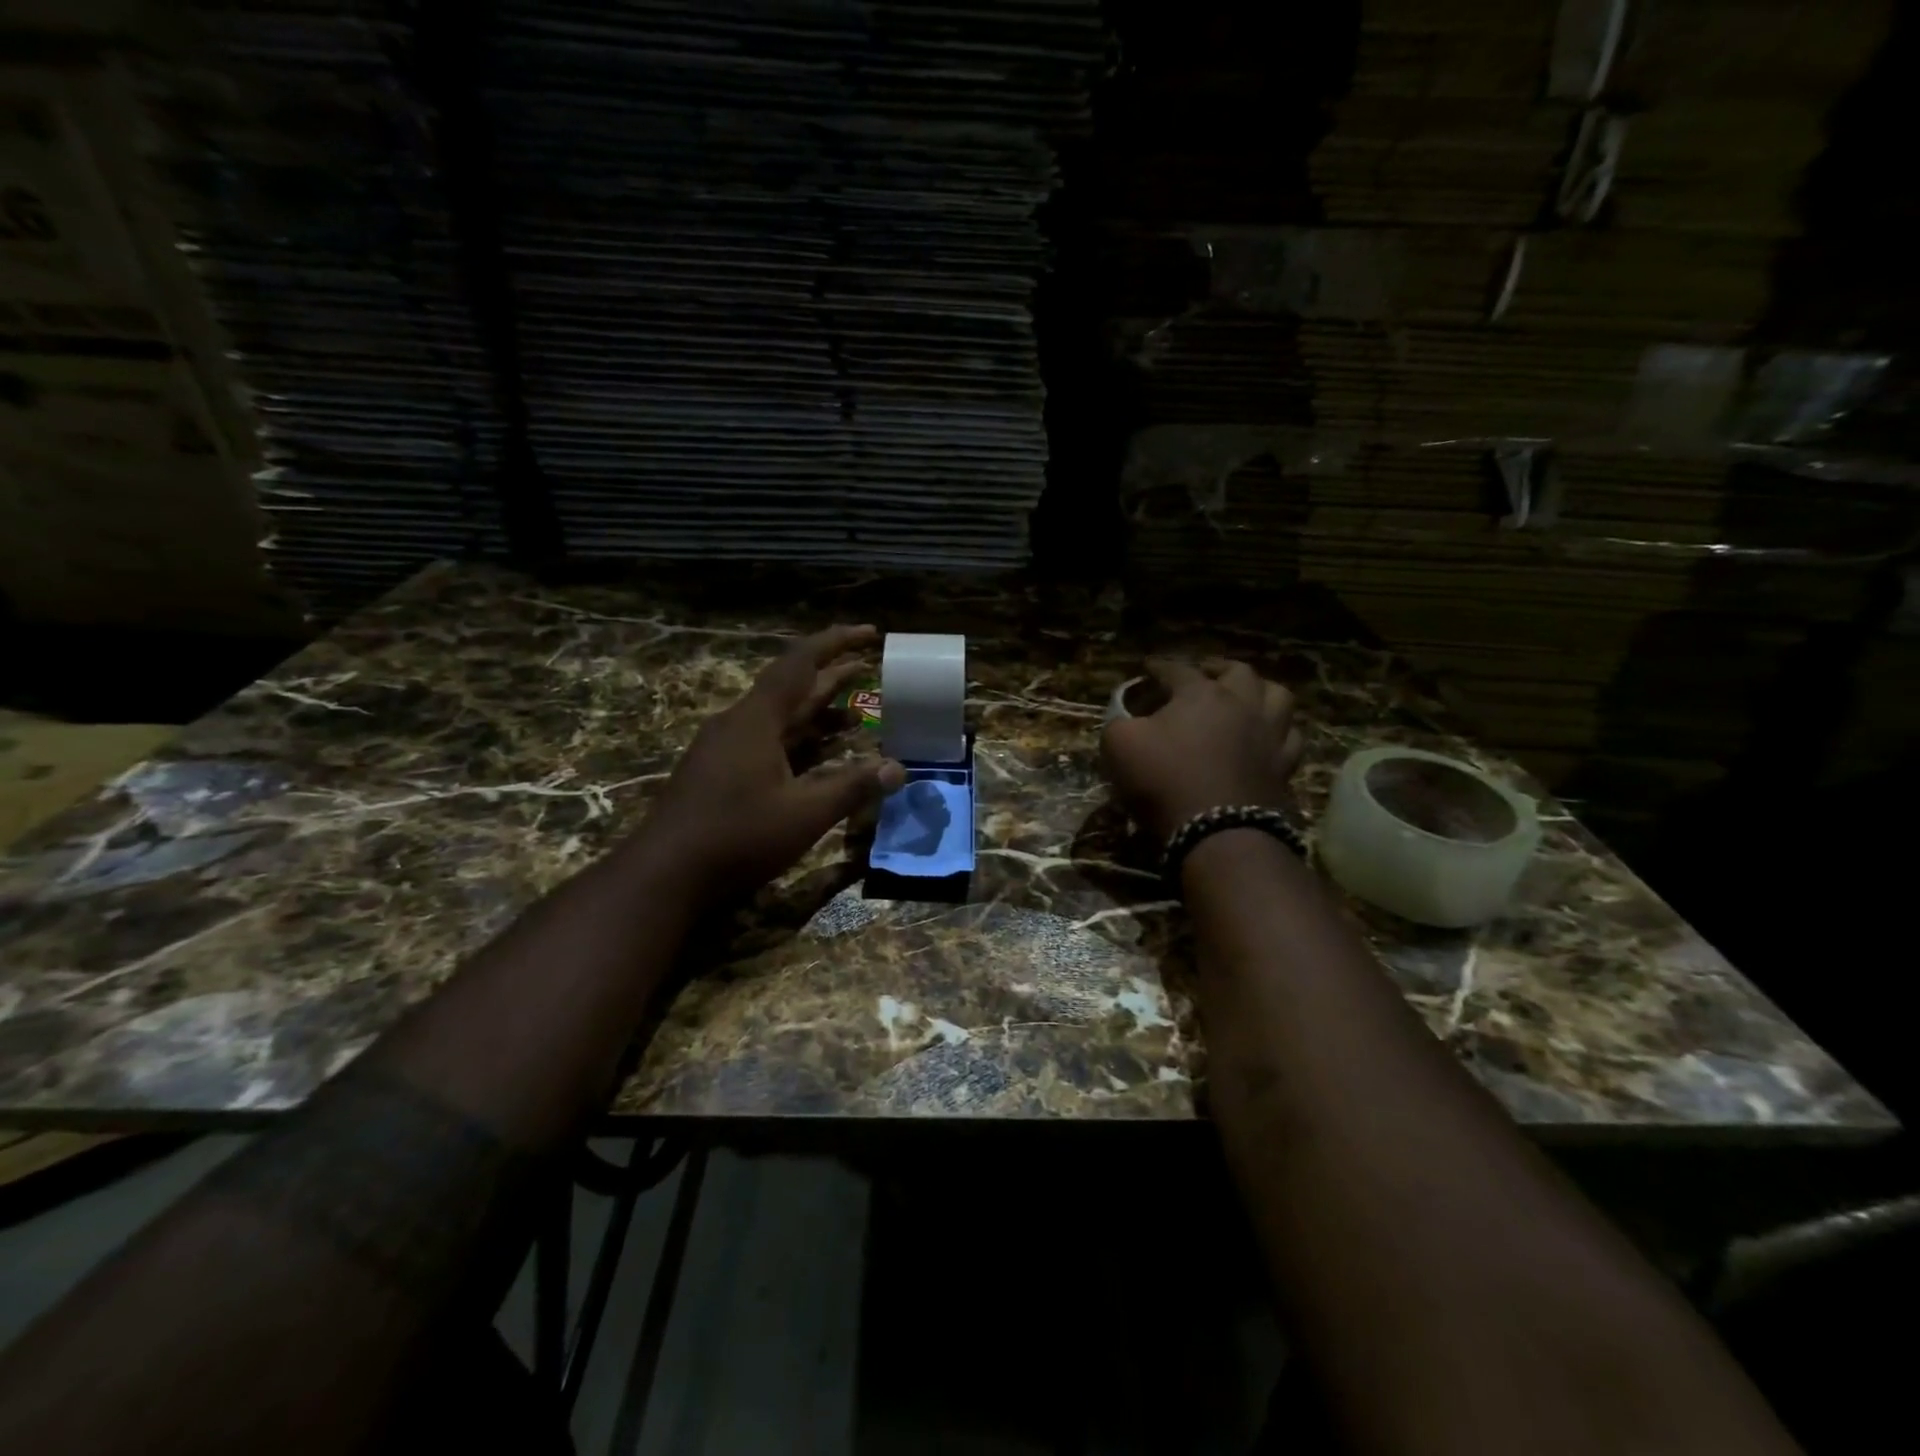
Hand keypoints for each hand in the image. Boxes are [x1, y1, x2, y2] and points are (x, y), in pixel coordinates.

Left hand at [641, 625, 904, 904]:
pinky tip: (818, 753)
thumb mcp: (804, 814)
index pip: (800, 663)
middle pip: (791, 687)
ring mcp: (726, 748)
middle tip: (869, 665)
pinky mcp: (720, 772)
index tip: (868, 633)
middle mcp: (739, 724)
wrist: (664, 875)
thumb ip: (853, 787)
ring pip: (779, 717)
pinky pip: (768, 740)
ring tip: (856, 709)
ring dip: (817, 710)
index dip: (836, 643)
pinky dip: (799, 738)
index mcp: (756, 720)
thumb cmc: (737, 837)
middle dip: (832, 675)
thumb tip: (899, 768)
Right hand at [1102, 658, 1305, 841]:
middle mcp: (1242, 705)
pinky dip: (1279, 731)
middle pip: (1239, 672)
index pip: (1177, 669)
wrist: (1218, 832)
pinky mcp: (1284, 768)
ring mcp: (1270, 736)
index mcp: (1201, 694)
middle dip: (1218, 669)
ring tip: (1247, 697)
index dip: (1159, 667)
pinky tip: (1269, 737)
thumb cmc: (1164, 781)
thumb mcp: (1119, 746)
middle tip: (1205, 674)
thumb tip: (1126, 717)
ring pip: (1278, 697)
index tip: (1148, 667)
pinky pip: (1291, 739)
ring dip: (1261, 691)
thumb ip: (1119, 722)